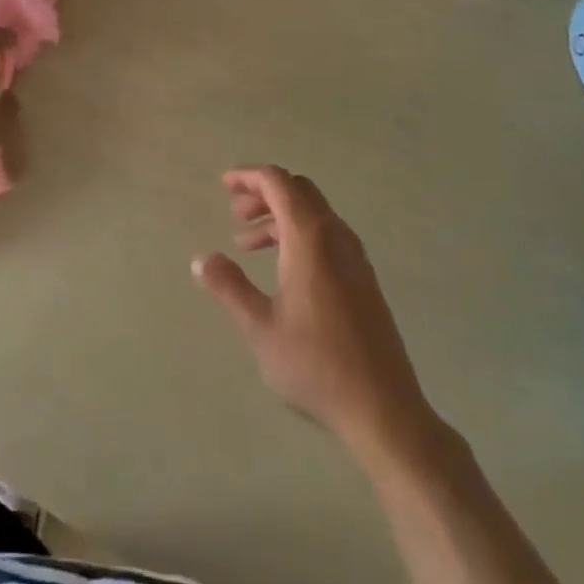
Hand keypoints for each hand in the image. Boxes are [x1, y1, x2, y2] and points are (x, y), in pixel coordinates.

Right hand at [193, 166, 434, 460]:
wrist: (382, 407)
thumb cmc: (315, 364)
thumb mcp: (260, 327)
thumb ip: (229, 287)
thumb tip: (201, 258)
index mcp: (310, 238)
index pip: (279, 183)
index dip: (250, 176)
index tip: (224, 183)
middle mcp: (336, 236)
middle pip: (299, 191)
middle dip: (264, 193)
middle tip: (235, 212)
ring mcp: (355, 257)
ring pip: (314, 214)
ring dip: (280, 216)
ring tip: (247, 245)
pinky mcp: (363, 279)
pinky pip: (327, 236)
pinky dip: (298, 235)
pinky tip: (282, 269)